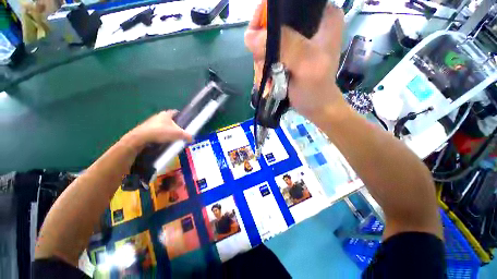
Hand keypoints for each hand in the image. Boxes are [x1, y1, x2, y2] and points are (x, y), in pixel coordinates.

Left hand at [123, 110, 191, 148]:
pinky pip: (155, 130)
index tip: (183, 120)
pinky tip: (162, 140)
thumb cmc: (162, 132)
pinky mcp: (145, 129)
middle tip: (179, 130)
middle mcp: (158, 116)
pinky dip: (159, 134)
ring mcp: (150, 122)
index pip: (175, 112)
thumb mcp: (178, 134)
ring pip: (161, 125)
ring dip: (166, 129)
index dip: (180, 115)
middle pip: (168, 119)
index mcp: (166, 114)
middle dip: (174, 124)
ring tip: (171, 136)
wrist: (141, 137)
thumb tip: (192, 138)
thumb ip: (187, 135)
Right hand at [245, 3, 345, 121]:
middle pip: (271, 26)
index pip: (285, 4)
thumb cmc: (316, 89)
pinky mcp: (287, 56)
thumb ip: (286, 46)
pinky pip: (267, 56)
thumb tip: (250, 37)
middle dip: (263, 50)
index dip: (265, 17)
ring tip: (267, 79)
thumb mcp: (307, 64)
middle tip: (265, 68)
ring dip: (262, 64)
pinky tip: (268, 80)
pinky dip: (263, 69)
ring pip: (266, 43)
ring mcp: (296, 42)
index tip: (256, 40)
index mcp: (321, 16)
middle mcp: (308, 25)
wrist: (315, 107)